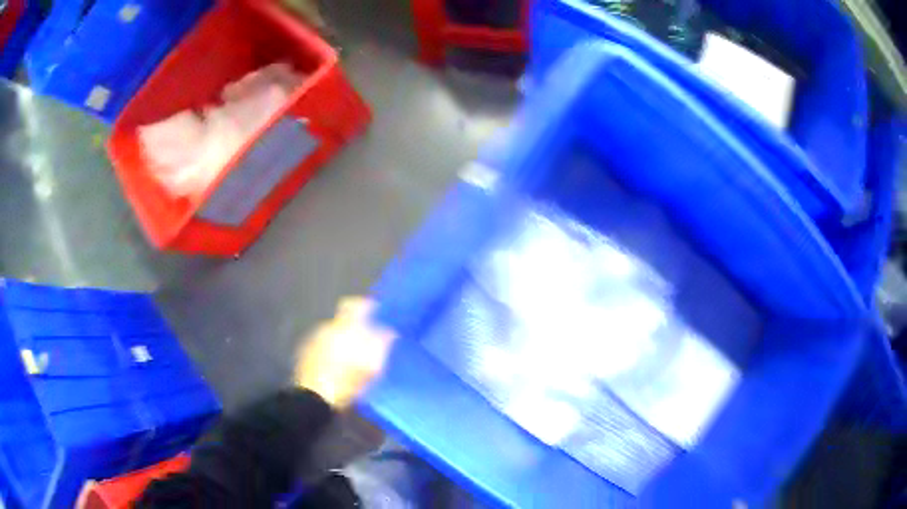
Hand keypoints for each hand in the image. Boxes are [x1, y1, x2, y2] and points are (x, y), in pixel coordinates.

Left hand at [294, 297, 396, 407]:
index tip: (376, 315)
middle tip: (368, 344)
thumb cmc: (346, 382)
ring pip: (332, 335)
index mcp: (343, 327)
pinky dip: (331, 353)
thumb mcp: (371, 367)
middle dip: (355, 330)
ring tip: (352, 360)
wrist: (313, 398)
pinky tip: (337, 368)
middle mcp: (326, 328)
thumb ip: (381, 344)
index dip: (365, 307)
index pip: (353, 304)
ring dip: (342, 342)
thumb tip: (388, 331)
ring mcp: (313, 340)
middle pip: (343, 322)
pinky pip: (322, 347)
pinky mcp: (304, 354)